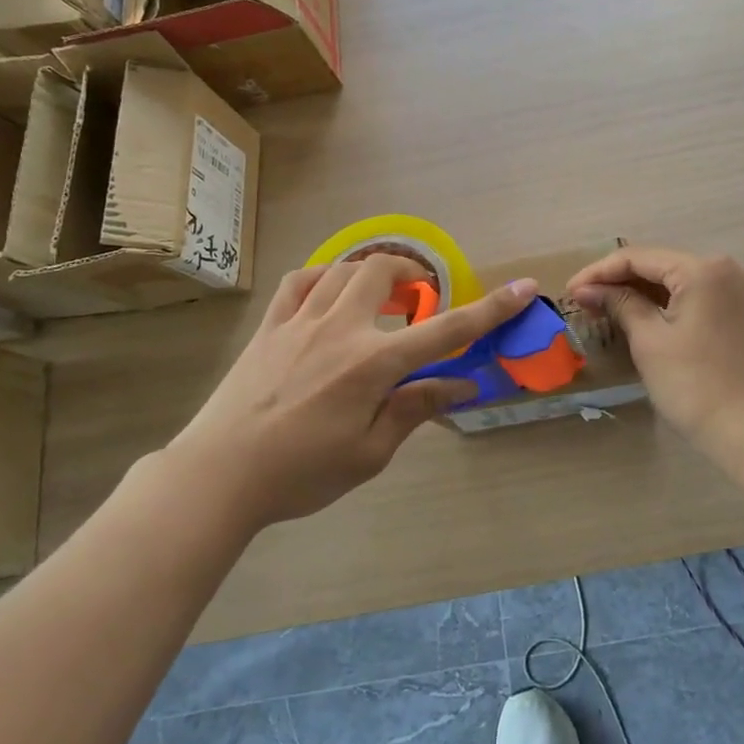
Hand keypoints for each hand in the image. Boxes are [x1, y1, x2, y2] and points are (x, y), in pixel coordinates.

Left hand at [171, 257, 537, 526]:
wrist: (219, 475)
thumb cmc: (301, 473)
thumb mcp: (369, 453)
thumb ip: (415, 409)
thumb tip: (461, 384)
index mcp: (373, 364)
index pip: (446, 329)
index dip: (491, 308)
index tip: (524, 287)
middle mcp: (341, 328)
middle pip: (384, 271)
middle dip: (413, 274)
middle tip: (420, 299)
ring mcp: (300, 320)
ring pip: (344, 268)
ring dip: (373, 273)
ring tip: (382, 296)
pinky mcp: (270, 325)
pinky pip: (300, 281)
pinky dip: (324, 277)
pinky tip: (329, 294)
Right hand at [567, 247, 743, 463]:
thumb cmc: (695, 385)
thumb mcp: (649, 341)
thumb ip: (619, 304)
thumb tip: (587, 289)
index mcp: (703, 269)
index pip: (639, 257)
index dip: (599, 272)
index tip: (569, 291)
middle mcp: (725, 268)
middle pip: (659, 264)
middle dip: (619, 280)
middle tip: (582, 300)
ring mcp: (737, 290)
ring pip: (676, 280)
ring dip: (640, 292)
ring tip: (602, 307)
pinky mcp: (740, 311)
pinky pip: (693, 295)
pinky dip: (664, 303)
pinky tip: (637, 314)